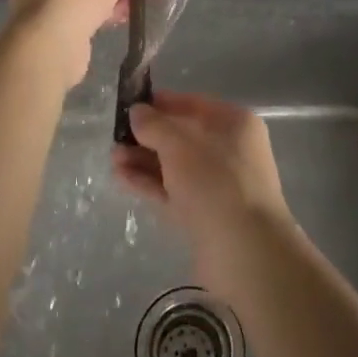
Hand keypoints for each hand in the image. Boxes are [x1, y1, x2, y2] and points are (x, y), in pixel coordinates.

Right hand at [113, 92, 293, 292]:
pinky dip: (150, 184)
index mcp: (235, 124)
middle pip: (183, 137)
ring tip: (112, 159)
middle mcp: (231, 151)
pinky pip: (174, 191)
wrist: (245, 253)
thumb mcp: (180, 145)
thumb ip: (154, 125)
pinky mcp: (206, 216)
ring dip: (144, 161)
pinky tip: (121, 178)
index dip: (162, 103)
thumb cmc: (216, 182)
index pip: (194, 105)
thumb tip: (136, 111)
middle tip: (115, 137)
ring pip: (176, 166)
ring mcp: (219, 186)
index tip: (131, 104)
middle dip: (148, 137)